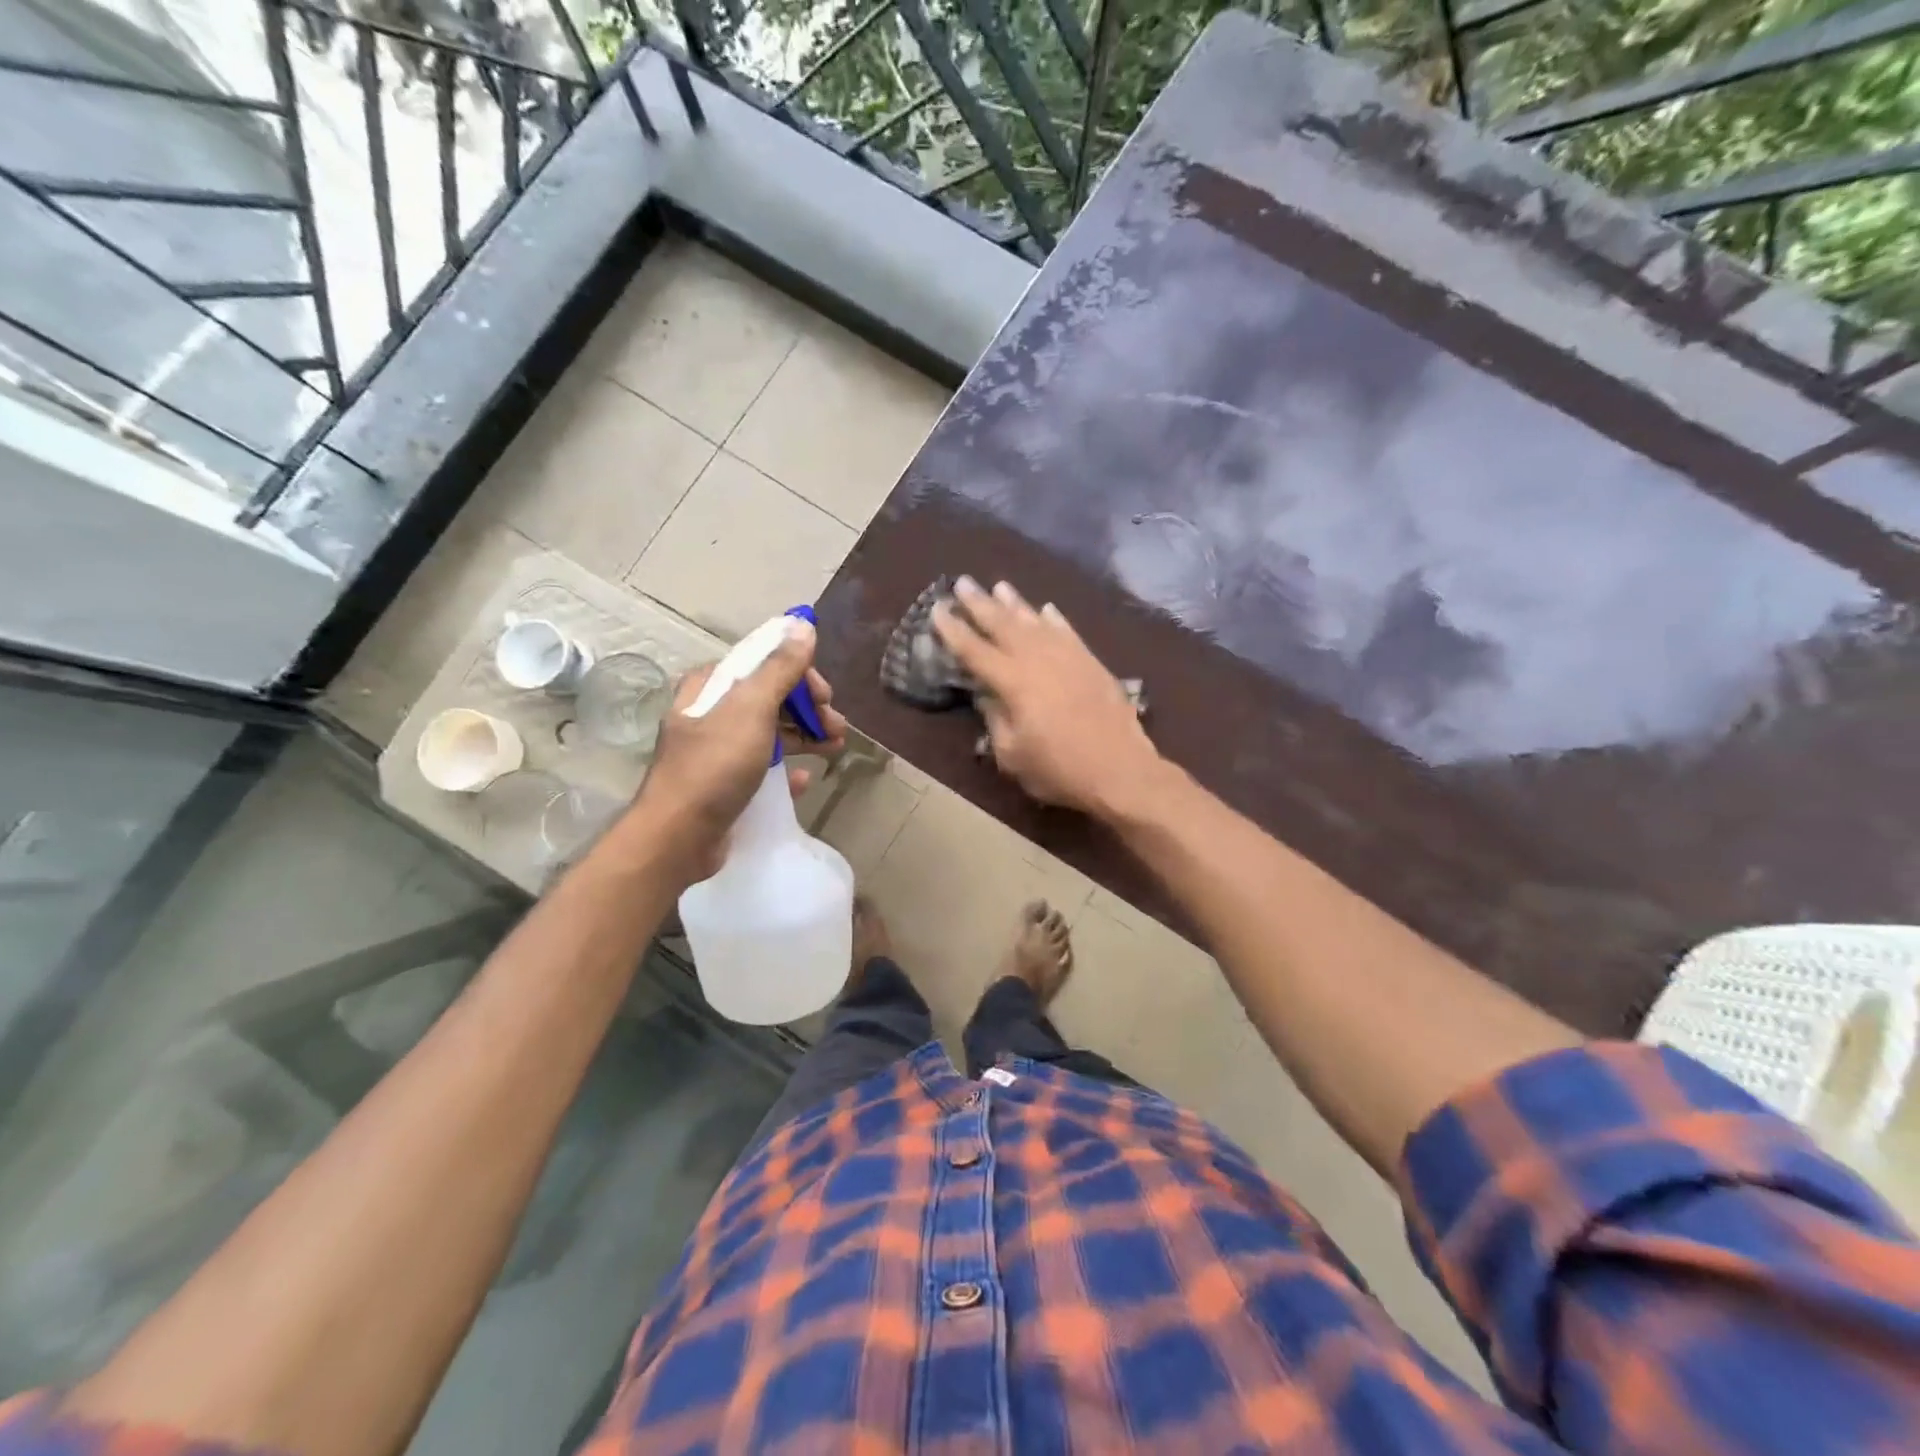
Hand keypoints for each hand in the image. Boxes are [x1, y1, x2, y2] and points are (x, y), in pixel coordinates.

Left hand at [633, 617, 847, 878]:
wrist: (678, 837)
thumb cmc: (715, 766)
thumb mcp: (751, 710)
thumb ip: (780, 668)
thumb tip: (803, 625)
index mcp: (712, 687)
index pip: (763, 664)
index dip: (800, 675)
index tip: (825, 696)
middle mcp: (713, 713)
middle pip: (771, 698)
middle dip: (809, 709)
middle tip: (837, 726)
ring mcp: (718, 750)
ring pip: (771, 732)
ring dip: (806, 736)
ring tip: (836, 748)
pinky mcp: (725, 784)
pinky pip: (764, 767)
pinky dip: (787, 769)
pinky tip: (804, 780)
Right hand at [933, 576, 1160, 816]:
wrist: (1121, 770)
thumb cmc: (1059, 769)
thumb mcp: (1012, 755)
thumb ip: (995, 721)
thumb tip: (986, 696)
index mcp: (1013, 682)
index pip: (974, 650)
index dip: (953, 630)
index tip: (937, 609)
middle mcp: (1038, 659)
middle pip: (1003, 624)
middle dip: (980, 603)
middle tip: (963, 582)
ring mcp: (1068, 657)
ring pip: (1035, 621)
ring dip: (1015, 603)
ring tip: (999, 586)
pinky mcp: (1091, 662)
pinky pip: (1067, 631)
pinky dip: (1053, 619)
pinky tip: (1045, 609)